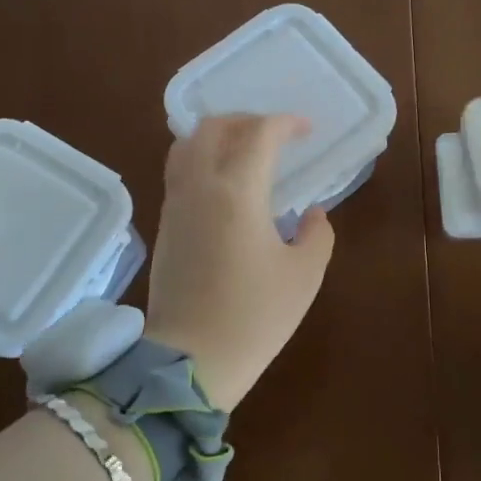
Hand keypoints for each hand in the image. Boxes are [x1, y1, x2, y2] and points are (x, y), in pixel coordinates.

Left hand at [145, 114, 335, 411]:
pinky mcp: (164, 225)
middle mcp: (200, 186)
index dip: (285, 123)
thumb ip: (316, 235)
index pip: (259, 134)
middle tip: (273, 134)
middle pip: (212, 127)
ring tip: (245, 152)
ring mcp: (176, 204)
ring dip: (218, 136)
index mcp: (237, 191)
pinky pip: (179, 172)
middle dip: (246, 120)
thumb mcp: (304, 276)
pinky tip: (225, 184)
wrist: (189, 361)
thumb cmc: (254, 316)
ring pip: (186, 145)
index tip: (306, 130)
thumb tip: (311, 214)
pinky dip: (202, 159)